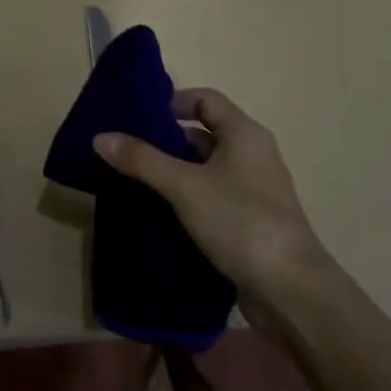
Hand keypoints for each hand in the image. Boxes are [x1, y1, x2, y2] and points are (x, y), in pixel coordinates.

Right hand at [92, 88, 330, 304]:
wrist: (290, 290)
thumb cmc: (239, 222)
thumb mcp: (184, 186)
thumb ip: (142, 160)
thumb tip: (100, 136)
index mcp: (245, 135)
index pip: (205, 99)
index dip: (171, 102)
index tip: (137, 118)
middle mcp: (253, 155)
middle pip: (203, 134)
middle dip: (165, 140)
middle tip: (126, 151)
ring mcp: (253, 191)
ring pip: (205, 169)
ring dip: (172, 172)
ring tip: (132, 181)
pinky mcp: (249, 221)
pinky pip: (211, 197)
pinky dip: (185, 199)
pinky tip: (158, 212)